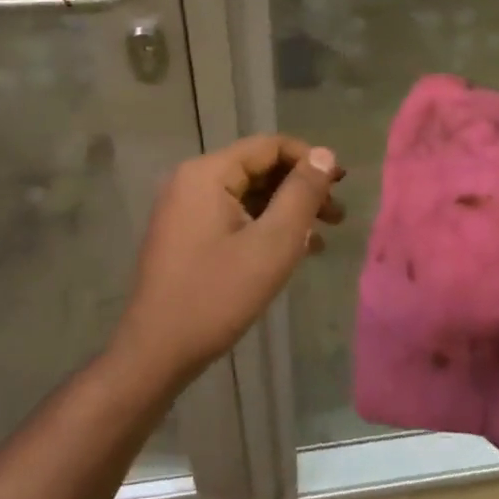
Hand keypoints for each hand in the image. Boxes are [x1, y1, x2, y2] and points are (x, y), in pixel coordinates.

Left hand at [113, 135, 344, 385]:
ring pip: (248, 195)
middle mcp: (192, 181)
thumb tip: (325, 155)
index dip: (310, 160)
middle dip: (301, 188)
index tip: (342, 185)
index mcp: (207, 174)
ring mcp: (185, 209)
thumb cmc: (217, 295)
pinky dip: (264, 226)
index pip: (269, 146)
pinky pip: (233, 216)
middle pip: (259, 169)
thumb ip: (301, 194)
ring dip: (287, 210)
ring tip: (324, 236)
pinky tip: (293, 251)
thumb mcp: (272, 243)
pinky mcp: (186, 235)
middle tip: (338, 216)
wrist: (156, 352)